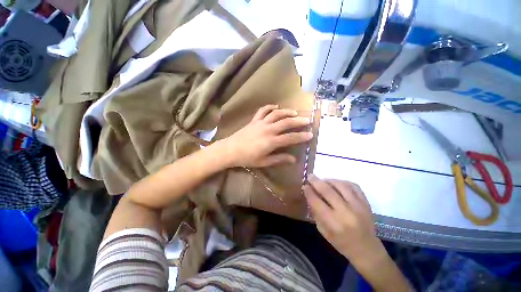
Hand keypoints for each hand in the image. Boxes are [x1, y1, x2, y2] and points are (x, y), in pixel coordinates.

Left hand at [222, 104, 312, 167]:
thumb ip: (279, 159)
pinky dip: (270, 107)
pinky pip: (263, 111)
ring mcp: (261, 123)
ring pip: (276, 114)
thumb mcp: (264, 162)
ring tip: (295, 113)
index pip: (290, 138)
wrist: (230, 150)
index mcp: (271, 141)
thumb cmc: (247, 158)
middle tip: (307, 120)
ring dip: (287, 112)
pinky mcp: (254, 120)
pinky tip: (276, 107)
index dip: (301, 136)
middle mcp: (268, 129)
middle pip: (286, 123)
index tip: (311, 134)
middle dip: (298, 121)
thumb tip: (293, 159)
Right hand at [303, 175, 383, 261]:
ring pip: (341, 185)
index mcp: (334, 223)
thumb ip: (316, 213)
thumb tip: (310, 196)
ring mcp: (358, 206)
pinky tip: (337, 183)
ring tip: (323, 180)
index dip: (308, 192)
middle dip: (316, 181)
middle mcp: (346, 213)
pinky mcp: (366, 203)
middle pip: (328, 191)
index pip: (317, 202)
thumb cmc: (341, 243)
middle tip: (310, 176)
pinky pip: (353, 186)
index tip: (304, 186)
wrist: (367, 249)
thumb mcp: (323, 231)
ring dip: (329, 180)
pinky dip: (343, 182)